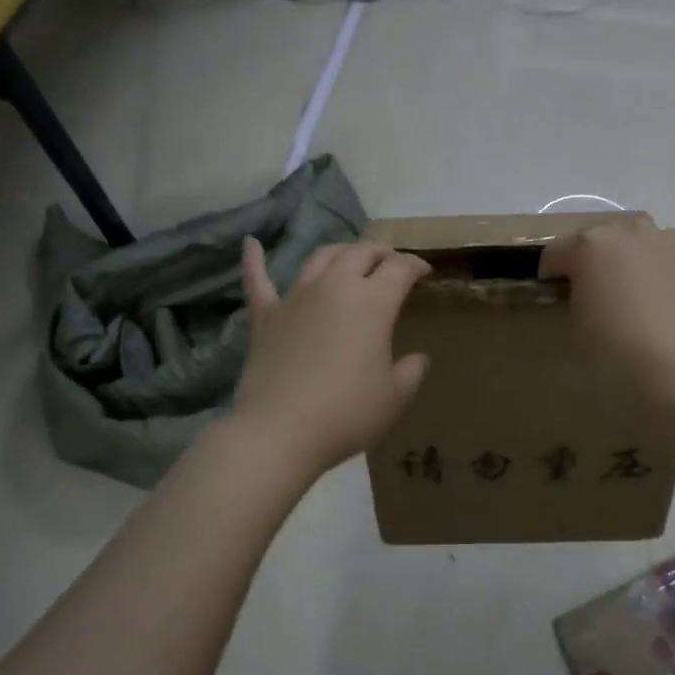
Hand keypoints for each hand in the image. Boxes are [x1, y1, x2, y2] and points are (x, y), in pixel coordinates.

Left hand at [234, 238, 430, 479]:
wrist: (280, 431)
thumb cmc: (346, 414)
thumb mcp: (393, 397)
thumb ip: (410, 372)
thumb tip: (419, 359)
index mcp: (373, 302)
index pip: (399, 269)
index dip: (415, 265)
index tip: (424, 272)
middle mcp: (335, 287)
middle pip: (361, 253)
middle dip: (381, 252)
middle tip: (391, 262)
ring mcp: (296, 297)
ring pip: (320, 258)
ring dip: (340, 252)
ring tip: (349, 256)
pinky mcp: (266, 315)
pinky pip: (258, 279)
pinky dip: (255, 259)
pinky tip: (251, 243)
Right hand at [539, 217, 674, 402]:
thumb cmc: (614, 351)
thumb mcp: (575, 324)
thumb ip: (572, 297)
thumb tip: (582, 293)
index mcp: (588, 244)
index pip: (554, 253)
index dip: (549, 277)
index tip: (554, 299)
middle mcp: (626, 231)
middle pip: (596, 238)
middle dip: (589, 260)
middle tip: (592, 294)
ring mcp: (665, 241)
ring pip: (634, 239)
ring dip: (625, 256)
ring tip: (629, 291)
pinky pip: (664, 253)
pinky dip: (655, 267)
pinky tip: (658, 297)